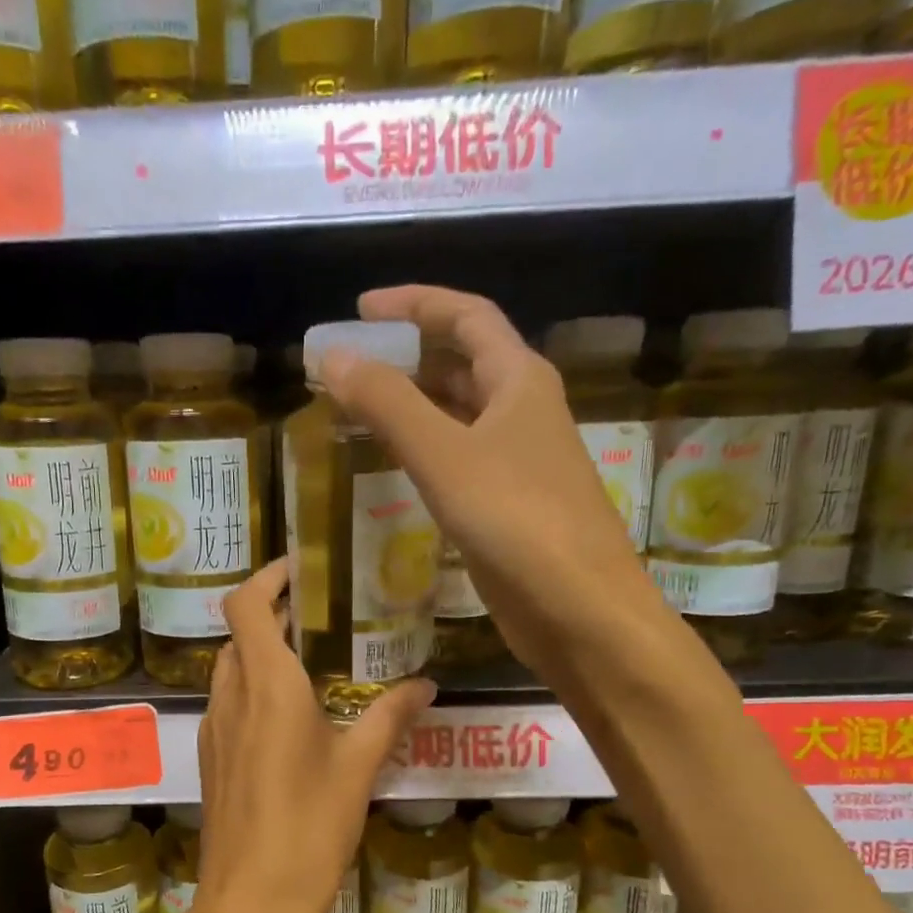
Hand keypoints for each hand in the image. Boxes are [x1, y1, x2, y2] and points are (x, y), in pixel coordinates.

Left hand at [189, 558, 435, 912]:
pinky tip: (292, 718)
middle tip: (320, 616)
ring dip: (261, 654)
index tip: (300, 570)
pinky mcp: (213, 760)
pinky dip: (254, 690)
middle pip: (238, 635)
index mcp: (267, 686)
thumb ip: (390, 717)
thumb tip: (425, 684)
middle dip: (271, 616)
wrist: (249, 905)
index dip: (266, 578)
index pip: (245, 606)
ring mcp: (216, 730)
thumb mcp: (359, 769)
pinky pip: (229, 705)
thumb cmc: (308, 830)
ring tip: (312, 662)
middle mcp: (232, 697)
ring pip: (230, 670)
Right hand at [320, 285, 656, 680]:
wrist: (579, 609)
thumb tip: (333, 357)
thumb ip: (387, 404)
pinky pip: (459, 459)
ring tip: (358, 408)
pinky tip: (393, 466)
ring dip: (412, 404)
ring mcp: (519, 461)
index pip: (466, 315)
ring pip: (459, 414)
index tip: (360, 309)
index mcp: (519, 379)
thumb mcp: (444, 456)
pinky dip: (424, 450)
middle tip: (350, 364)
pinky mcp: (509, 505)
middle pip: (463, 361)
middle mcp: (523, 411)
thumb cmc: (516, 521)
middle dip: (407, 354)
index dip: (414, 303)